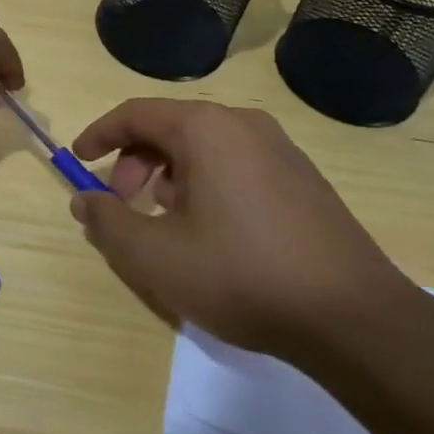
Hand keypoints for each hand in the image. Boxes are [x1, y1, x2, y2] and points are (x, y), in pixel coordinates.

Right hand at [69, 99, 414, 361]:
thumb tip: (84, 199)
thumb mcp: (156, 257)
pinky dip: (206, 183)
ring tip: (165, 223)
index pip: (135, 114)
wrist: (355, 319)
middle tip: (124, 204)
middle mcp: (243, 124)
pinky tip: (211, 231)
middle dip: (135, 162)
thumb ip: (108, 222)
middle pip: (170, 127)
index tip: (78, 160)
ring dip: (169, 175)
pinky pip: (236, 163)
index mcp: (205, 128)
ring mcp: (279, 148)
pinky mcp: (303, 177)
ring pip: (204, 147)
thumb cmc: (243, 276)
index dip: (99, 134)